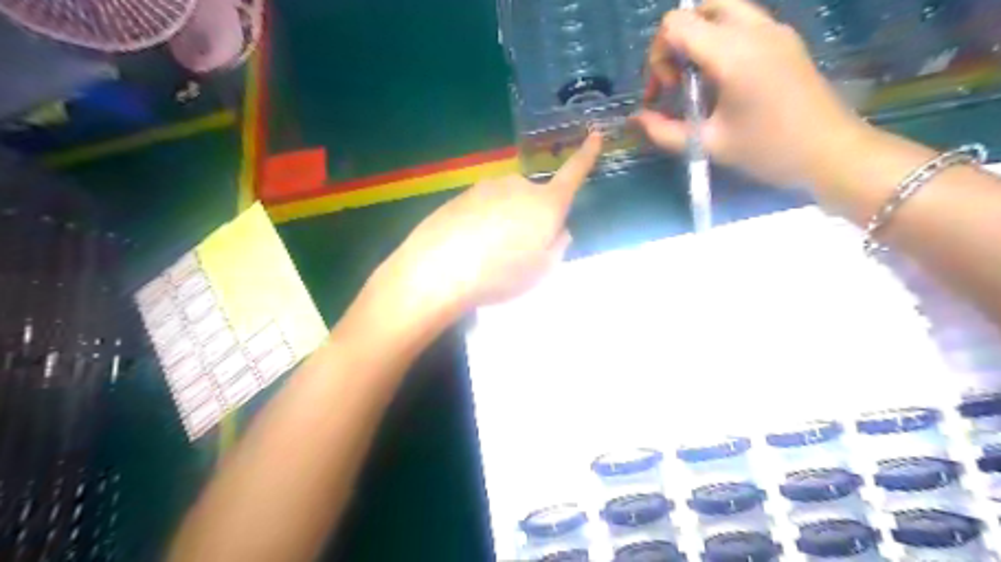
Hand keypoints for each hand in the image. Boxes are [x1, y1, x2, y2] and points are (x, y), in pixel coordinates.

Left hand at [367, 135, 601, 327]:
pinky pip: (482, 208)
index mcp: (545, 204)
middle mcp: (518, 186)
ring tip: (488, 254)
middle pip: (533, 197)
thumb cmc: (501, 274)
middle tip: (518, 250)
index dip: (586, 156)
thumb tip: (559, 229)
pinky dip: (481, 223)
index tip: (596, 134)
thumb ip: (557, 245)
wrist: (439, 269)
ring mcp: (486, 187)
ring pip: (505, 202)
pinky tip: (468, 247)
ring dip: (504, 220)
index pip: (573, 174)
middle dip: (531, 216)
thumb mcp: (542, 270)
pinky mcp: (461, 195)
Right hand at [642, 0, 869, 188]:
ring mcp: (775, 30)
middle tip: (679, 80)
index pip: (676, 24)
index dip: (659, 55)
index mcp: (733, 53)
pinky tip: (723, 81)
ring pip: (723, 10)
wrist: (831, 152)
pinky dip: (721, 41)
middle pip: (699, 8)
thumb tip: (635, 120)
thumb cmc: (768, 151)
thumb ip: (664, 132)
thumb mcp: (708, 145)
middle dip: (677, 41)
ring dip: (700, 38)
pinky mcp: (786, 40)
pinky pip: (743, 23)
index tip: (668, 91)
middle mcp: (754, 30)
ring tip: (699, 81)